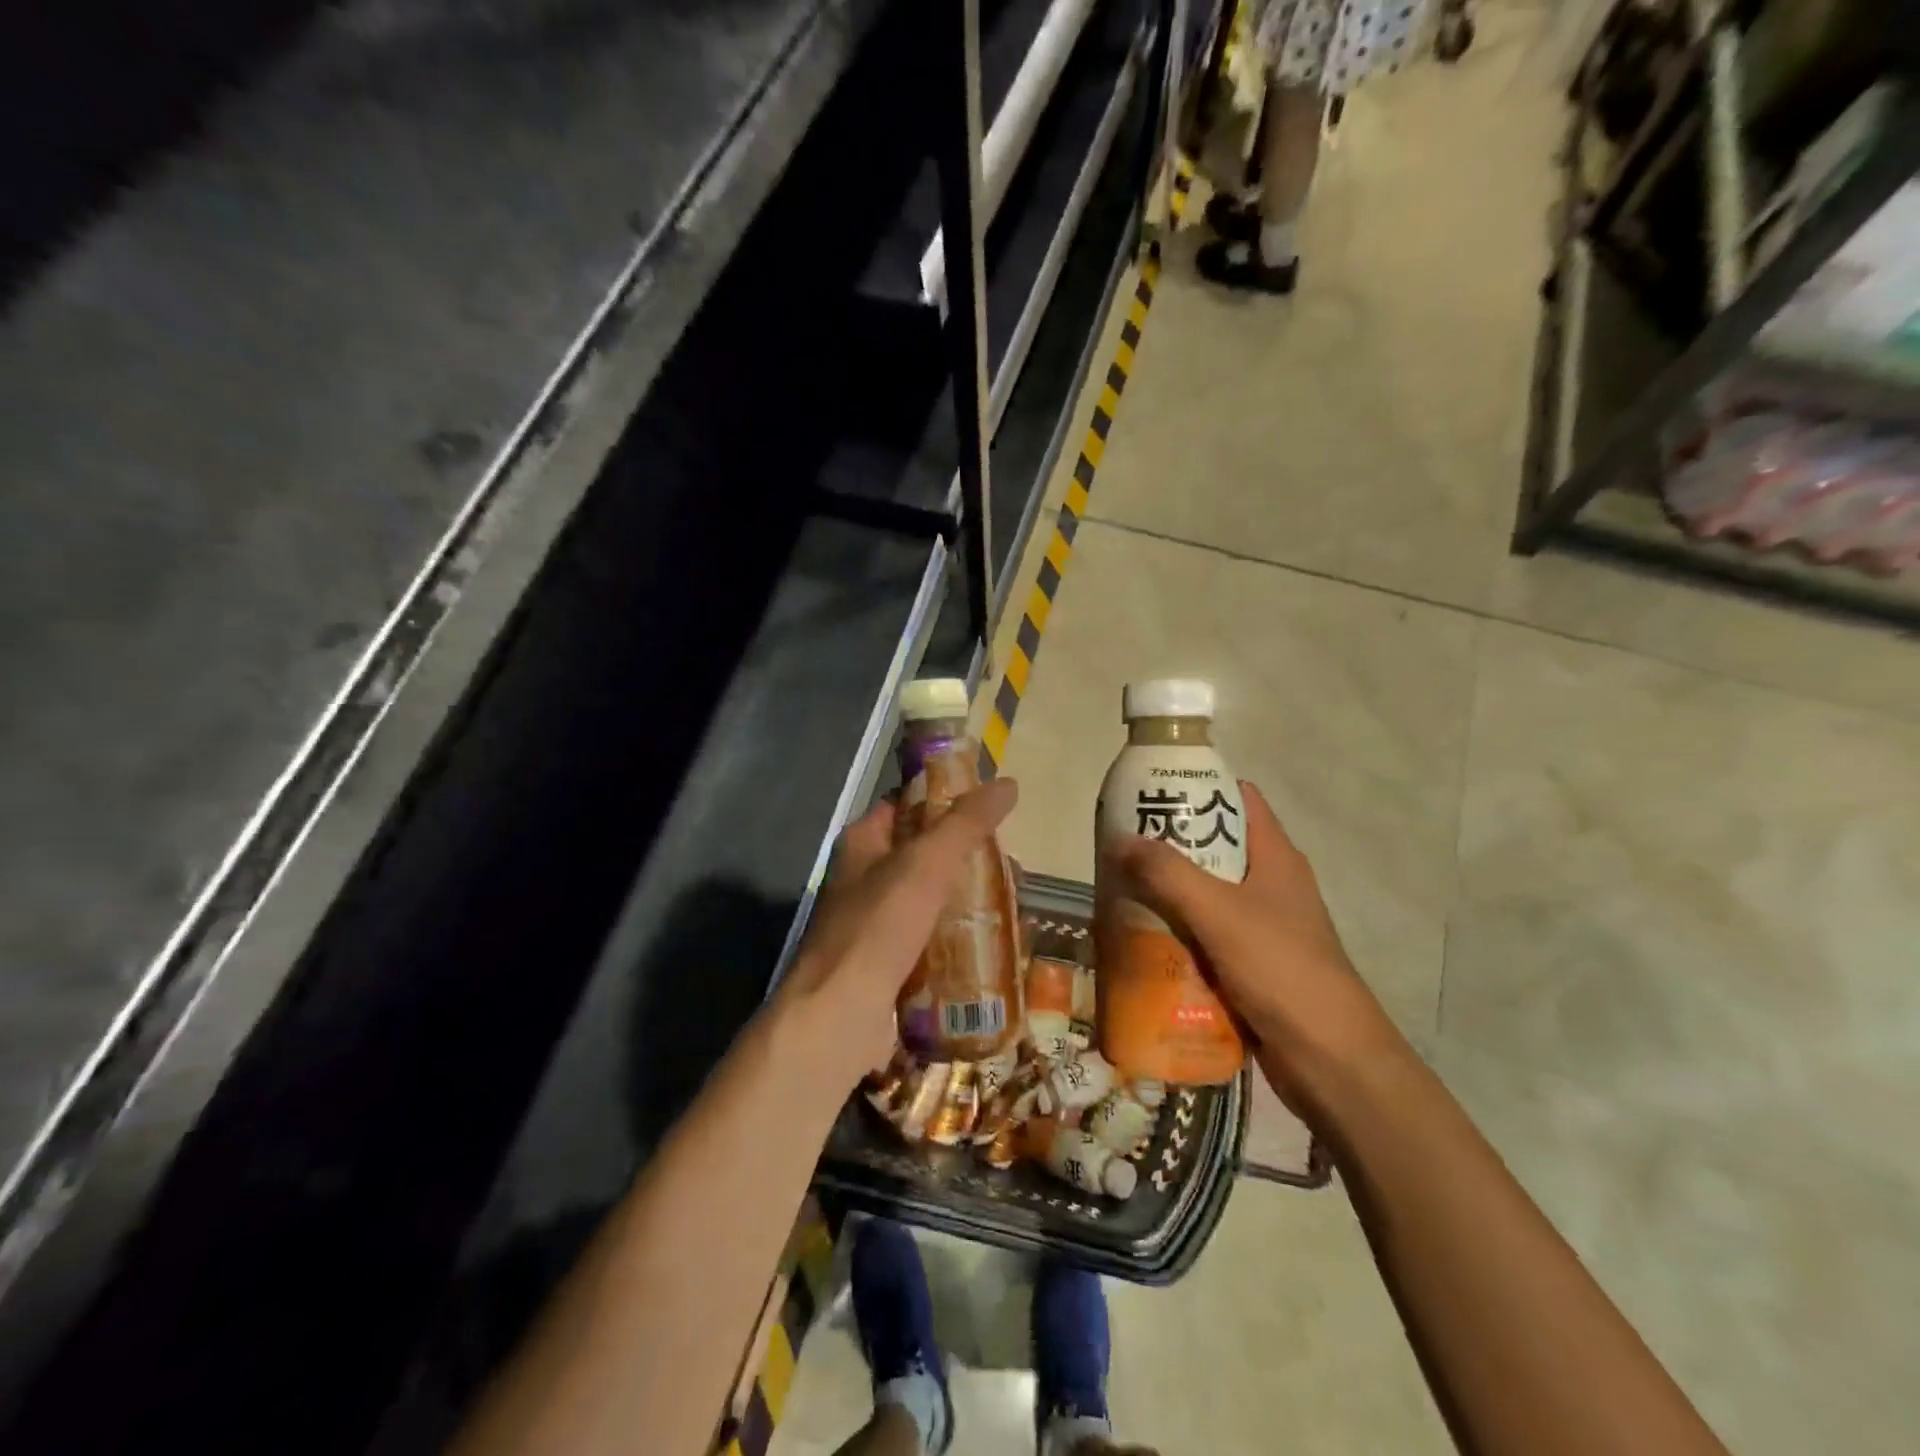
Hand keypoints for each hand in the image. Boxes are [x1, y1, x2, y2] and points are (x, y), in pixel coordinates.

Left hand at [776, 778, 1018, 1092]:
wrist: (838, 1018)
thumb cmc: (878, 928)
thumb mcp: (926, 864)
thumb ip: (966, 823)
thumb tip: (1008, 784)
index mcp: (863, 842)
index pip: (908, 804)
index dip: (947, 799)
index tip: (993, 808)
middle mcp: (865, 878)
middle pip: (927, 854)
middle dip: (971, 858)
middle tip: (1014, 867)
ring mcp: (876, 923)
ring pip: (934, 899)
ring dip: (971, 900)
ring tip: (1014, 906)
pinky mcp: (890, 963)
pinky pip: (934, 940)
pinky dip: (962, 939)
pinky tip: (995, 944)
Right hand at [1107, 781, 1402, 1115]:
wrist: (1331, 1061)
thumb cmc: (1282, 970)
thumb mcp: (1220, 913)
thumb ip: (1168, 874)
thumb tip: (1119, 839)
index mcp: (1275, 857)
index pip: (1238, 799)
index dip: (1198, 787)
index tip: (1151, 790)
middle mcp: (1270, 885)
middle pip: (1214, 848)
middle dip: (1168, 845)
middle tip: (1121, 846)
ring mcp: (1262, 928)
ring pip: (1205, 896)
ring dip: (1167, 894)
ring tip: (1120, 891)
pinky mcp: (1251, 965)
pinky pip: (1205, 937)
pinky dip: (1176, 934)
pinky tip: (1141, 941)